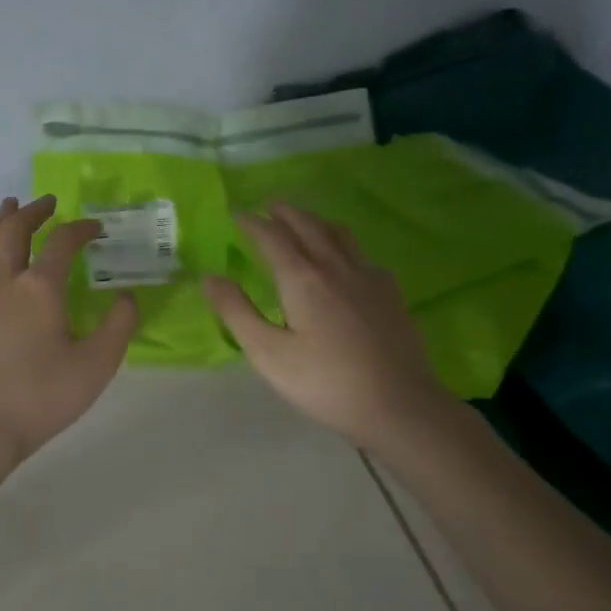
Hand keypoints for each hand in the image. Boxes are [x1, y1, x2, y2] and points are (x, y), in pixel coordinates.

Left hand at [0, 195, 138, 471]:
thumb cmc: (41, 397)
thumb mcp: (97, 365)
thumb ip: (119, 326)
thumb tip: (127, 296)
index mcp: (41, 288)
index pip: (63, 242)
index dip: (81, 228)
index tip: (95, 228)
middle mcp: (3, 282)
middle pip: (14, 232)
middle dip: (33, 212)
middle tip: (46, 202)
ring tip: (7, 209)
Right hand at [204, 203, 457, 449]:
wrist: (399, 405)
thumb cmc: (325, 382)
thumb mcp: (268, 353)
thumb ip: (237, 312)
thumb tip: (210, 277)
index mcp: (302, 278)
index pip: (272, 237)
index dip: (252, 223)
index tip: (237, 214)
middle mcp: (336, 266)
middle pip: (308, 226)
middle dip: (285, 212)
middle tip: (268, 205)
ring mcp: (368, 277)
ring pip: (339, 234)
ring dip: (315, 221)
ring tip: (303, 221)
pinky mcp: (390, 293)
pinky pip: (361, 253)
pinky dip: (342, 244)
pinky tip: (345, 260)